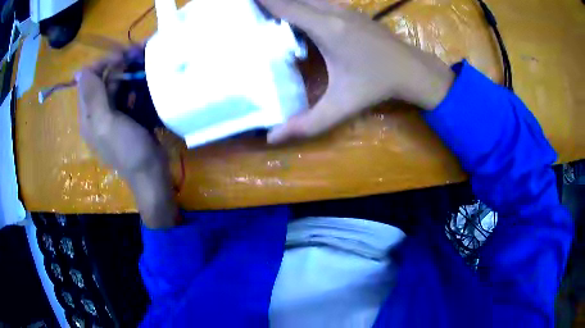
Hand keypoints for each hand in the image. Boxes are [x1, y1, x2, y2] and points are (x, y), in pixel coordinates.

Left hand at [76, 50, 177, 227]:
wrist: (151, 174)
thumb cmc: (128, 150)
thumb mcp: (106, 124)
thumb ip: (92, 97)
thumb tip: (80, 71)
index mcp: (88, 116)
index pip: (88, 79)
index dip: (102, 64)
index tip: (122, 56)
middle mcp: (96, 113)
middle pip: (102, 80)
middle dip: (117, 65)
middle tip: (138, 54)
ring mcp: (111, 115)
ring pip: (114, 85)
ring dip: (127, 71)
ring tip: (144, 61)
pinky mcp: (126, 117)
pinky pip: (126, 94)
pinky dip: (133, 85)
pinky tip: (144, 82)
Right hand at [260, 0, 454, 143]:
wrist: (412, 70)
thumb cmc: (377, 86)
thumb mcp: (341, 107)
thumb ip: (307, 123)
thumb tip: (272, 138)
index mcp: (327, 28)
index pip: (287, 6)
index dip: (265, 1)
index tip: (244, 2)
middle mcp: (333, 12)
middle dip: (273, 0)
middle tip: (253, 8)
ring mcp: (345, 9)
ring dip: (290, 1)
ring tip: (272, 10)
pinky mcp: (353, 11)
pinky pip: (321, 1)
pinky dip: (304, 3)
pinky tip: (298, 14)